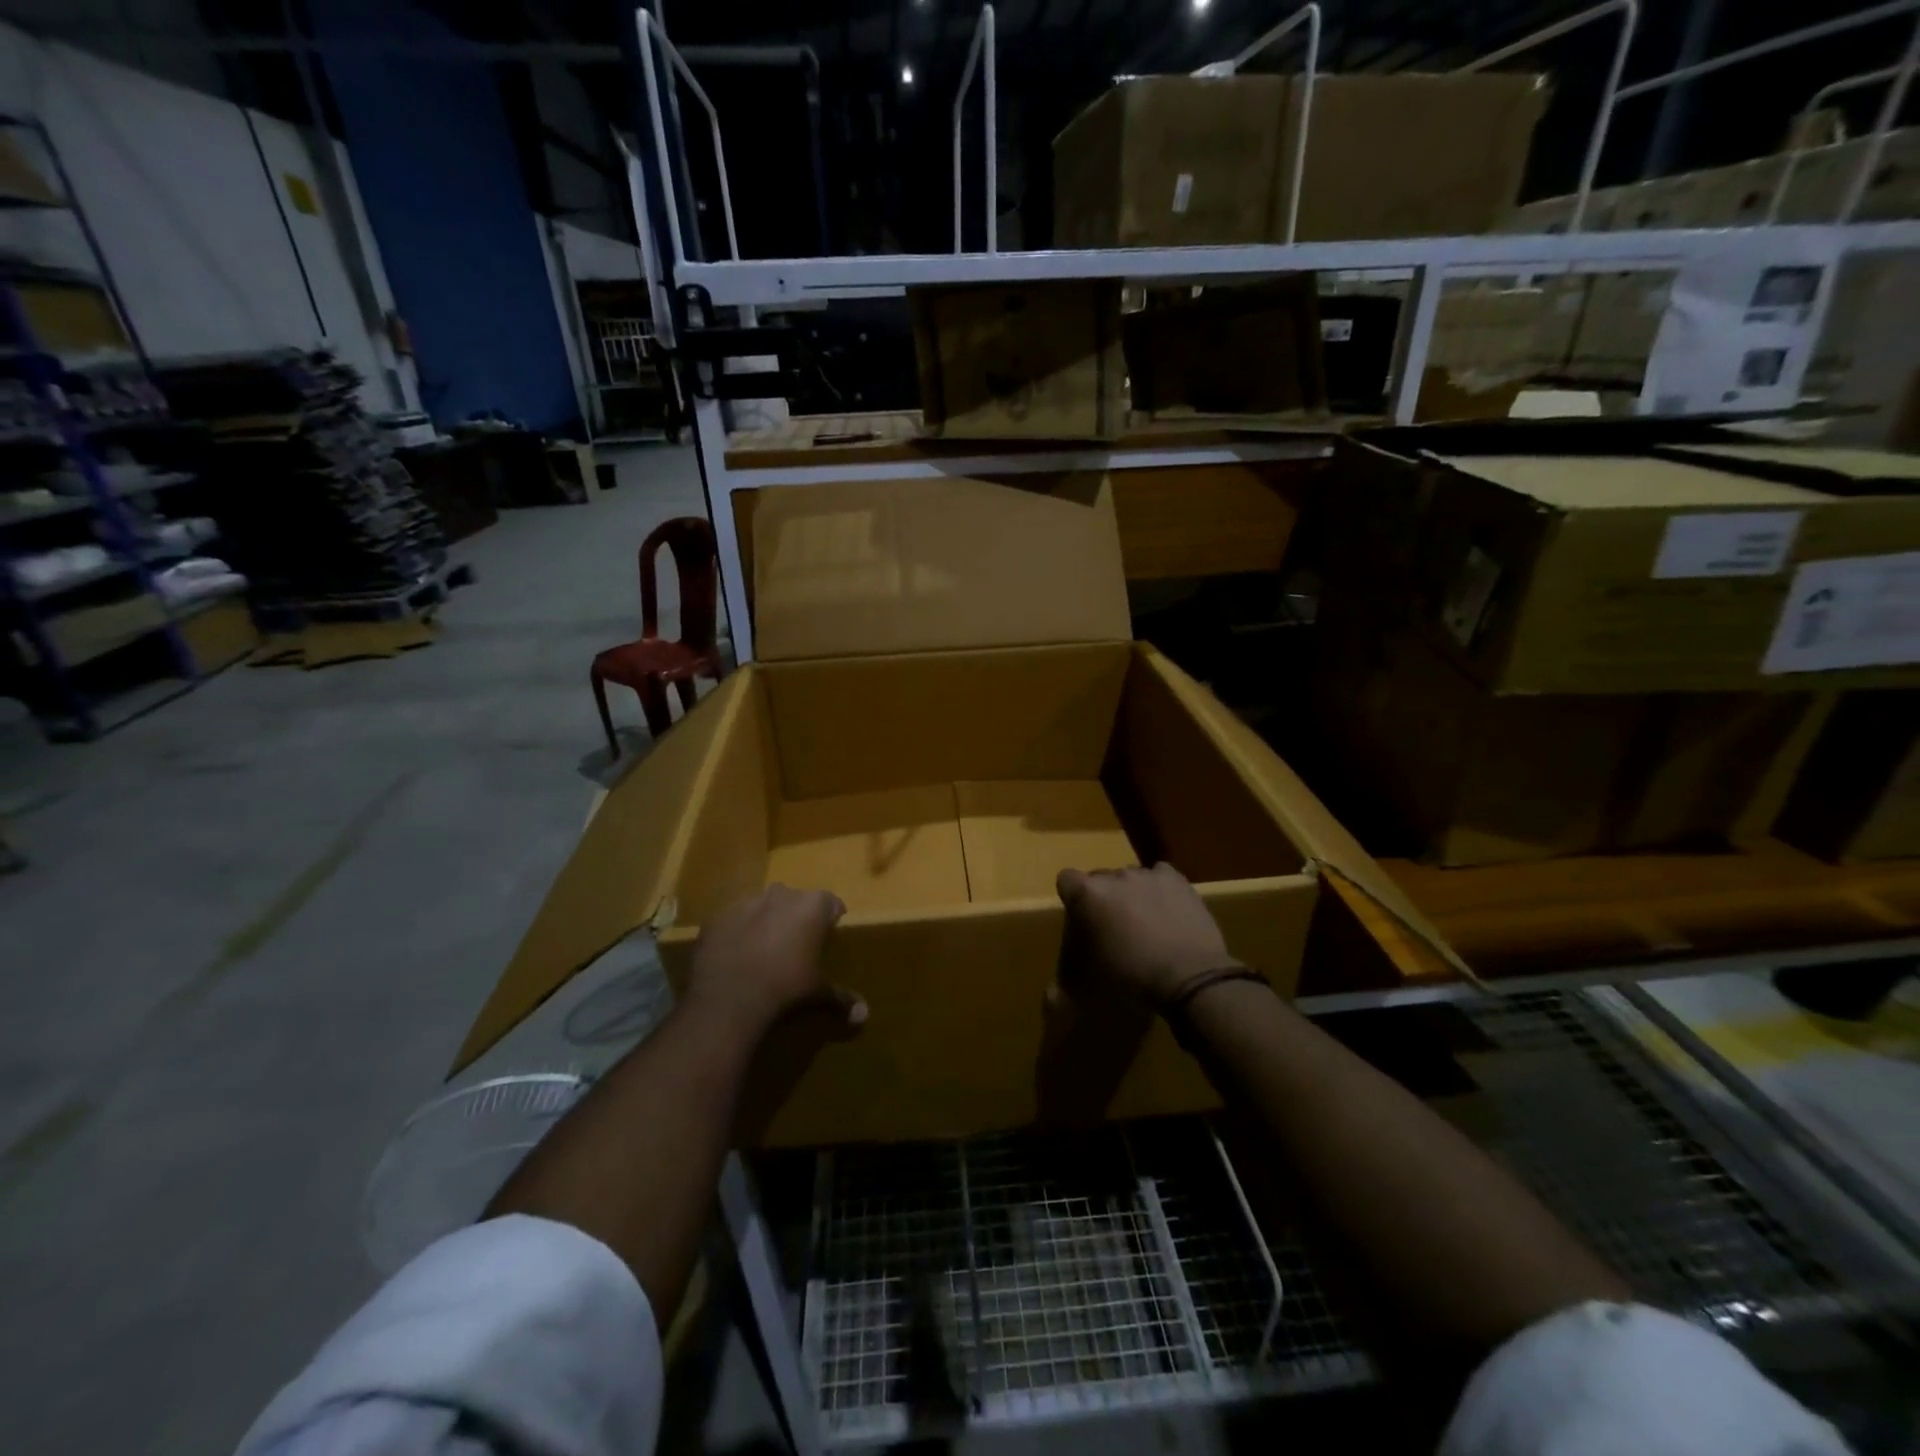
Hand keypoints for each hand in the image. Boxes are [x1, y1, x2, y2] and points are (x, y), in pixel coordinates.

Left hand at [683, 884, 862, 1033]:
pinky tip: (736, 955)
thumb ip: (842, 998)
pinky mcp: (718, 915)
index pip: (831, 903)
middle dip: (797, 918)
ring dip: (766, 921)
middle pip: (796, 900)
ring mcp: (747, 901)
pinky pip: (734, 919)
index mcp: (812, 905)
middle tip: (796, 946)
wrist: (729, 998)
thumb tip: (864, 1015)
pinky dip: (738, 931)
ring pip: (763, 906)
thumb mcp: (817, 993)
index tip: (827, 939)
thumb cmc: (786, 987)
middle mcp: (782, 894)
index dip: (830, 920)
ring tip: (763, 951)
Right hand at [1055, 863, 1236, 1006]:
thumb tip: (1049, 999)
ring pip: (1131, 878)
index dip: (1072, 898)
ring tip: (1145, 924)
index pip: (1066, 880)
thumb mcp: (1090, 981)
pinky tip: (1166, 910)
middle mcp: (1114, 875)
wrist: (1189, 975)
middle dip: (1104, 899)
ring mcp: (1147, 874)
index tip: (1081, 921)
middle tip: (1114, 929)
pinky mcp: (1176, 879)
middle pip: (1100, 879)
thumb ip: (1066, 981)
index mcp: (1087, 893)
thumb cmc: (1132, 976)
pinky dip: (1159, 889)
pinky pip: (1160, 876)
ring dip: (1132, 895)